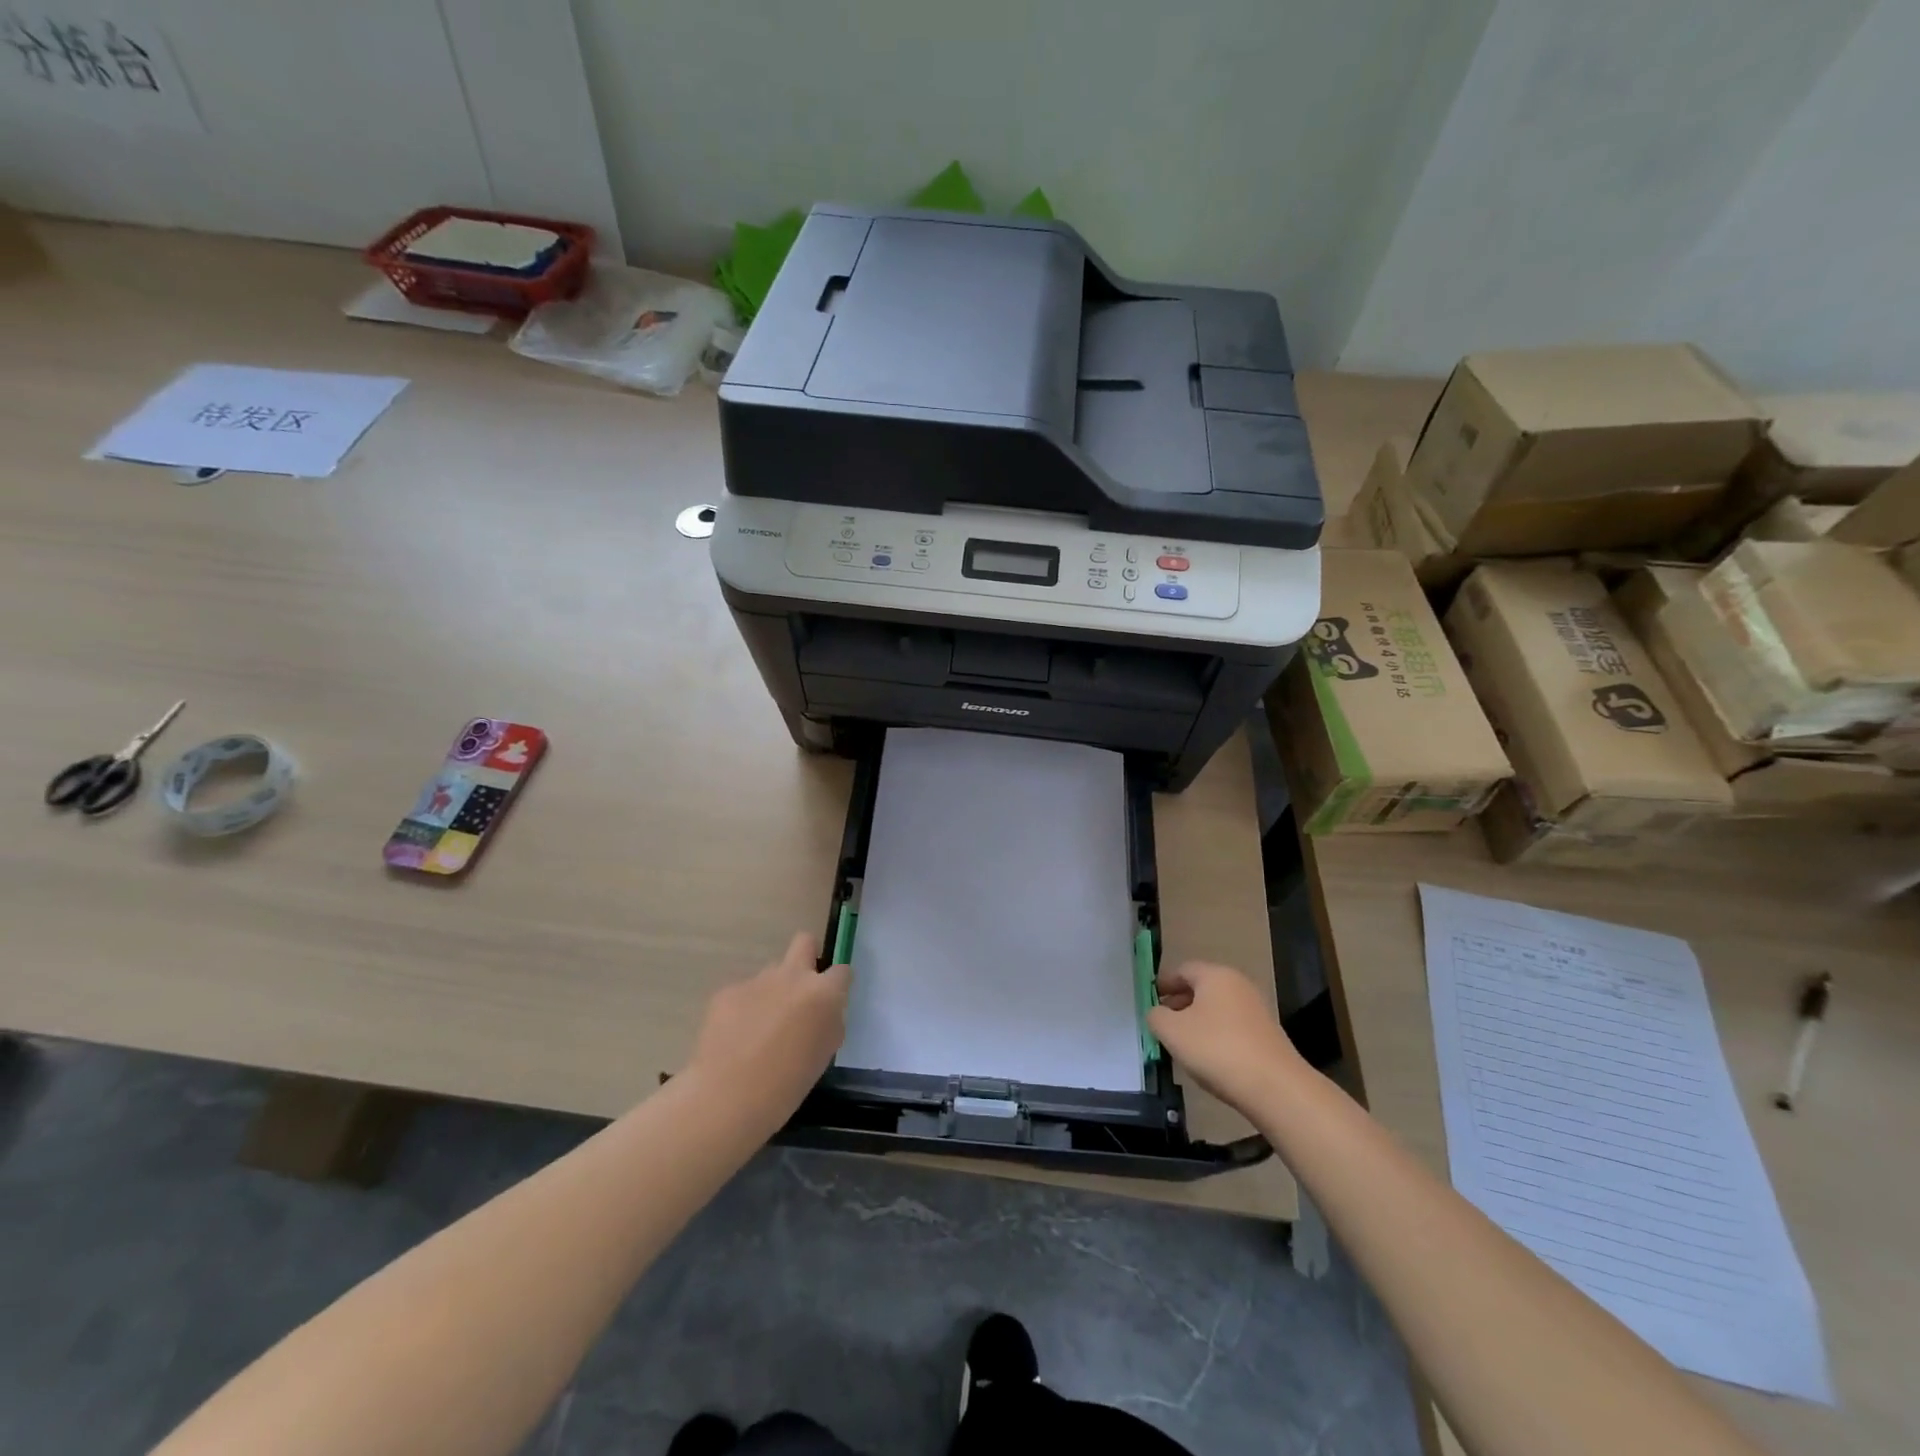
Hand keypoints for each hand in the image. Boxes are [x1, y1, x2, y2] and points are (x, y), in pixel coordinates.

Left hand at [688, 933, 850, 1120]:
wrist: (727, 1097)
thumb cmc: (787, 1085)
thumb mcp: (825, 1053)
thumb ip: (828, 1022)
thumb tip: (822, 1012)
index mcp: (822, 993)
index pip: (842, 971)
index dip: (838, 984)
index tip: (832, 1000)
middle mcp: (792, 977)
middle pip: (805, 942)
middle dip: (807, 957)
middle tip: (801, 991)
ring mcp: (758, 980)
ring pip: (772, 973)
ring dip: (773, 991)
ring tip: (761, 1027)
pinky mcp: (728, 991)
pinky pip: (744, 993)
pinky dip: (744, 1009)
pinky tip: (736, 1037)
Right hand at [1147, 960, 1304, 1112]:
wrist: (1275, 1087)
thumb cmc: (1217, 1049)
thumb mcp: (1172, 1032)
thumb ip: (1156, 1016)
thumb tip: (1157, 1013)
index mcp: (1215, 975)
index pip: (1183, 969)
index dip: (1163, 984)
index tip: (1150, 1000)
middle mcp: (1238, 985)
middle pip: (1201, 988)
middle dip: (1179, 1003)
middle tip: (1162, 1023)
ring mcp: (1256, 1009)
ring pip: (1217, 1009)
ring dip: (1197, 1021)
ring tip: (1182, 1044)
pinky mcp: (1266, 1034)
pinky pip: (1232, 1027)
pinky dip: (1216, 1035)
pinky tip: (1208, 1058)